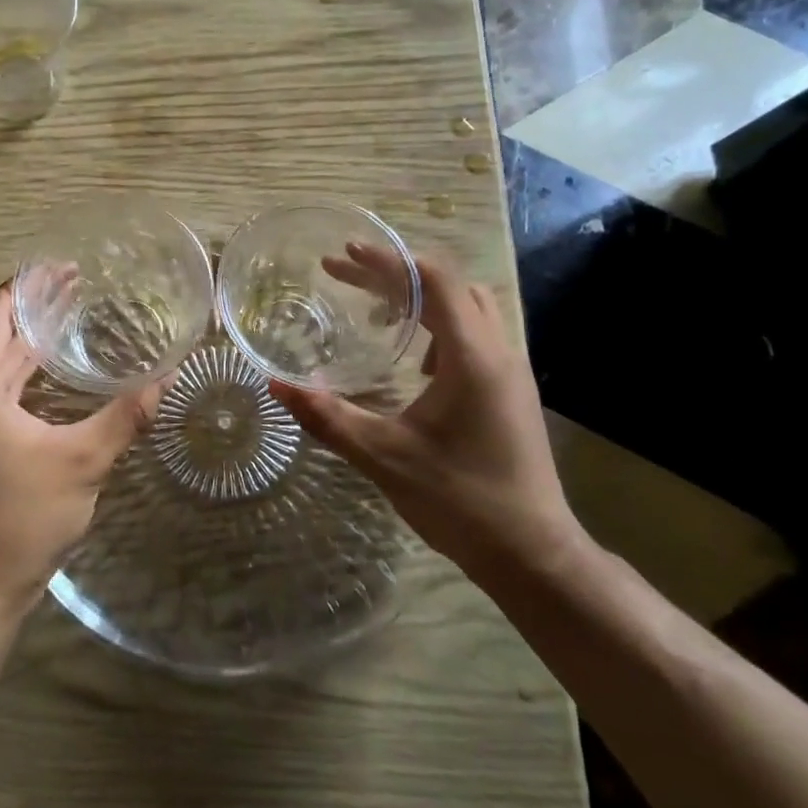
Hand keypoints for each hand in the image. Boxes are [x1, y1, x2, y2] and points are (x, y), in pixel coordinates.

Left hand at [0, 281, 163, 620]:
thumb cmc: (21, 520)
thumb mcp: (82, 462)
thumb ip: (126, 415)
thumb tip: (168, 377)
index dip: (28, 285)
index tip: (65, 268)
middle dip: (33, 310)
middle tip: (80, 288)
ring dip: (26, 342)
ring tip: (71, 319)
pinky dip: (18, 373)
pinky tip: (51, 373)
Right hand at [270, 247, 585, 586]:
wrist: (532, 554)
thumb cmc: (459, 500)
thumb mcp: (384, 457)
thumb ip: (327, 417)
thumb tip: (275, 385)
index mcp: (471, 357)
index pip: (432, 280)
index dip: (386, 260)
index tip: (343, 254)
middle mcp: (498, 351)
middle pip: (449, 284)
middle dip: (396, 273)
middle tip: (347, 276)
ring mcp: (511, 371)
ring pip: (467, 307)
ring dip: (421, 298)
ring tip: (376, 314)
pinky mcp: (511, 391)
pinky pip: (475, 334)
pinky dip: (439, 326)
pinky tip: (413, 364)